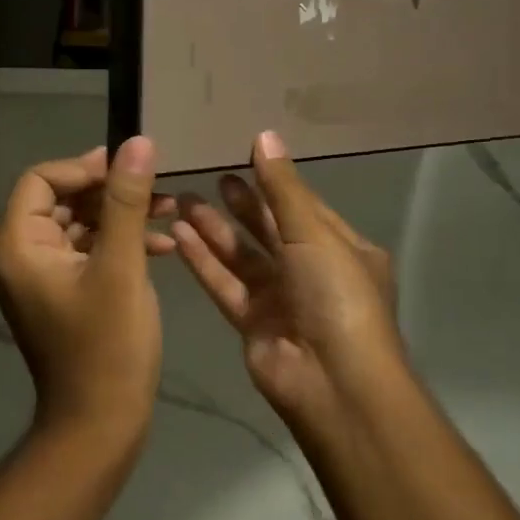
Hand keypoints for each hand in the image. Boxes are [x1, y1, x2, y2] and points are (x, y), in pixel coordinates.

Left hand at [0, 138, 175, 445]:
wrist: (100, 424)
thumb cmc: (107, 346)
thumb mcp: (121, 266)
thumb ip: (127, 201)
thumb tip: (136, 142)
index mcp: (18, 245)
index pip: (41, 180)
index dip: (84, 167)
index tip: (129, 170)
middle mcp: (21, 256)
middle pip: (60, 199)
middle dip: (109, 191)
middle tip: (157, 188)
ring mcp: (41, 277)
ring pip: (79, 225)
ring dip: (121, 216)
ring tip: (169, 209)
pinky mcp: (63, 294)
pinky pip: (87, 253)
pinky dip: (119, 244)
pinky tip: (162, 245)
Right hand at [173, 131, 404, 429]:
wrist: (332, 382)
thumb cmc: (336, 297)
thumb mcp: (314, 234)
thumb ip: (283, 188)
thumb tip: (264, 136)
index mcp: (341, 250)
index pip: (303, 207)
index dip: (275, 182)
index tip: (243, 154)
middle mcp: (311, 272)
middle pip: (270, 230)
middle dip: (241, 204)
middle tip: (211, 177)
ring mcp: (280, 299)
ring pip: (241, 257)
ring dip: (214, 230)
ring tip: (182, 200)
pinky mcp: (251, 323)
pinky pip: (224, 284)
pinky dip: (203, 261)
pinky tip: (178, 235)